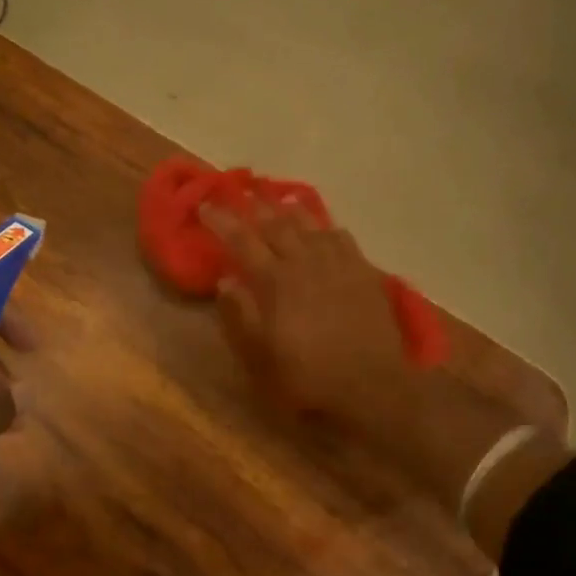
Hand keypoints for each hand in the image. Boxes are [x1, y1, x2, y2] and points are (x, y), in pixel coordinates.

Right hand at [201, 199, 415, 425]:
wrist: (371, 385)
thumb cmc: (307, 375)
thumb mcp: (260, 355)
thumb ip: (240, 313)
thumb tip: (225, 279)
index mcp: (275, 281)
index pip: (242, 240)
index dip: (221, 220)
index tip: (205, 204)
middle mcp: (305, 261)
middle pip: (276, 223)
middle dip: (254, 205)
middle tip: (239, 190)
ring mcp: (337, 263)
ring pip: (309, 224)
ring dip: (288, 208)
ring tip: (276, 198)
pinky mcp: (363, 271)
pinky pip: (340, 236)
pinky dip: (325, 225)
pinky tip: (322, 226)